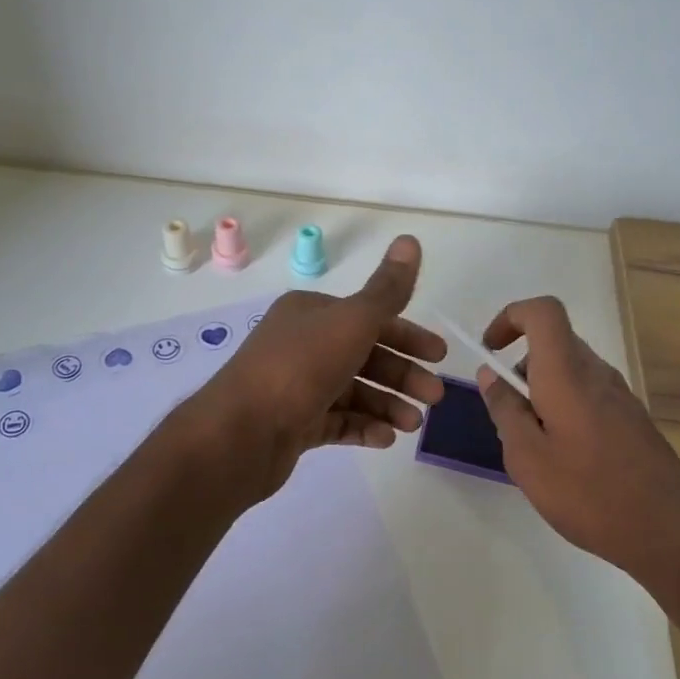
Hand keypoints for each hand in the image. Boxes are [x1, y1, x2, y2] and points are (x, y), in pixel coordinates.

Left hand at [186, 235, 446, 498]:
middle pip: (365, 355)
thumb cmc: (300, 367)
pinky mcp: (294, 424)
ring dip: (388, 404)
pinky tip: (386, 439)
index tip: (439, 355)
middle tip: (435, 397)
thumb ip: (387, 289)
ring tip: (413, 424)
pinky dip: (364, 427)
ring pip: (354, 391)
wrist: (240, 433)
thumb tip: (411, 239)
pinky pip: (337, 421)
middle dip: (403, 374)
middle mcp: (303, 345)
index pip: (370, 318)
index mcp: (312, 313)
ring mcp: (297, 387)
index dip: (408, 335)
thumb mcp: (352, 321)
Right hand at [475, 296, 679, 599]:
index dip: (511, 317)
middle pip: (554, 344)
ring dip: (542, 393)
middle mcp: (597, 373)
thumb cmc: (588, 493)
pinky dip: (564, 410)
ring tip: (534, 448)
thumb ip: (505, 410)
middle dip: (521, 369)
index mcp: (568, 373)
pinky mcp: (633, 420)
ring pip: (570, 372)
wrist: (669, 532)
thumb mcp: (527, 457)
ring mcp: (620, 396)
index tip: (489, 351)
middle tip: (508, 418)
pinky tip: (565, 460)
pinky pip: (588, 395)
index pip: (543, 312)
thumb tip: (490, 375)